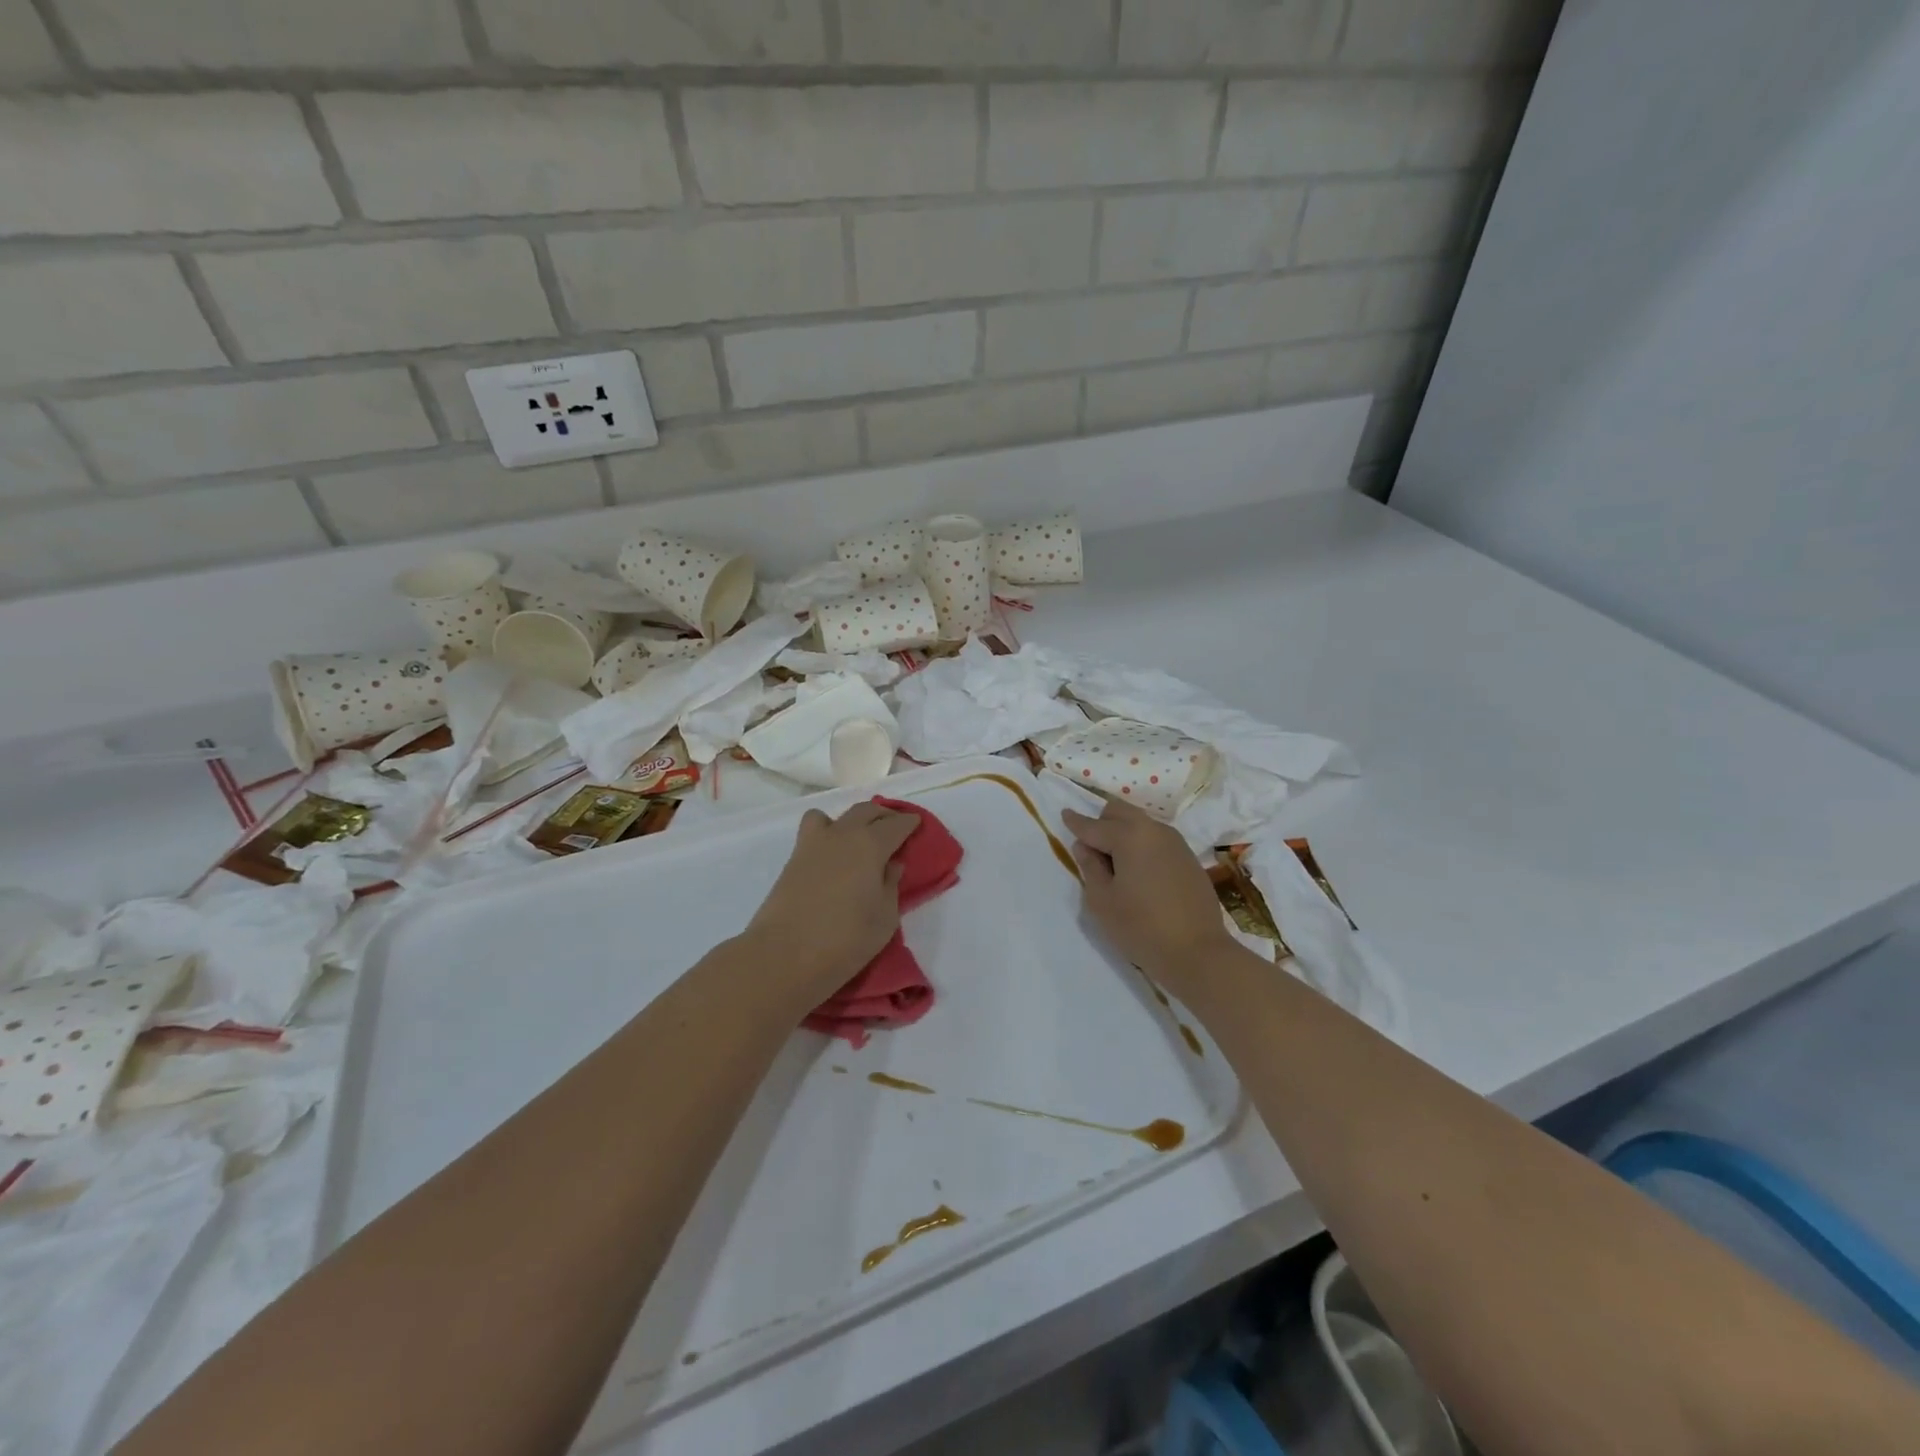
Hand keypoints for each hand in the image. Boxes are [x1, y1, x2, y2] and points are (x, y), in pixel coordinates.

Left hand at [744, 801, 919, 998]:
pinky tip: (834, 856)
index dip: (909, 823)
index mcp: (870, 844)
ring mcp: (813, 844)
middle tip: (894, 828)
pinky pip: (814, 831)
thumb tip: (890, 864)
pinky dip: (827, 833)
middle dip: (883, 815)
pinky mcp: (793, 859)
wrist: (784, 956)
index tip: (916, 825)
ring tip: (858, 839)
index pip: (896, 824)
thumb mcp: (885, 918)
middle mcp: (842, 834)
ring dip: (851, 820)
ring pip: (835, 815)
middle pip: (865, 811)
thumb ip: (891, 885)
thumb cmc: (846, 939)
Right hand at [1063, 798, 1234, 996]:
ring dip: (1123, 833)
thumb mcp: (1102, 901)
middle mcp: (1154, 830)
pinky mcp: (1189, 858)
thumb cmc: (1141, 927)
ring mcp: (1176, 843)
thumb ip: (1090, 867)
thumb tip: (1084, 846)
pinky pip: (1157, 840)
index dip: (1075, 822)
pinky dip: (1141, 846)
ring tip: (1115, 864)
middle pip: (1120, 812)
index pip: (1093, 826)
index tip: (1064, 814)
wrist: (1198, 952)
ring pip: (1140, 824)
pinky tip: (1139, 873)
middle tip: (1091, 848)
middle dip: (1102, 822)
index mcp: (1129, 836)